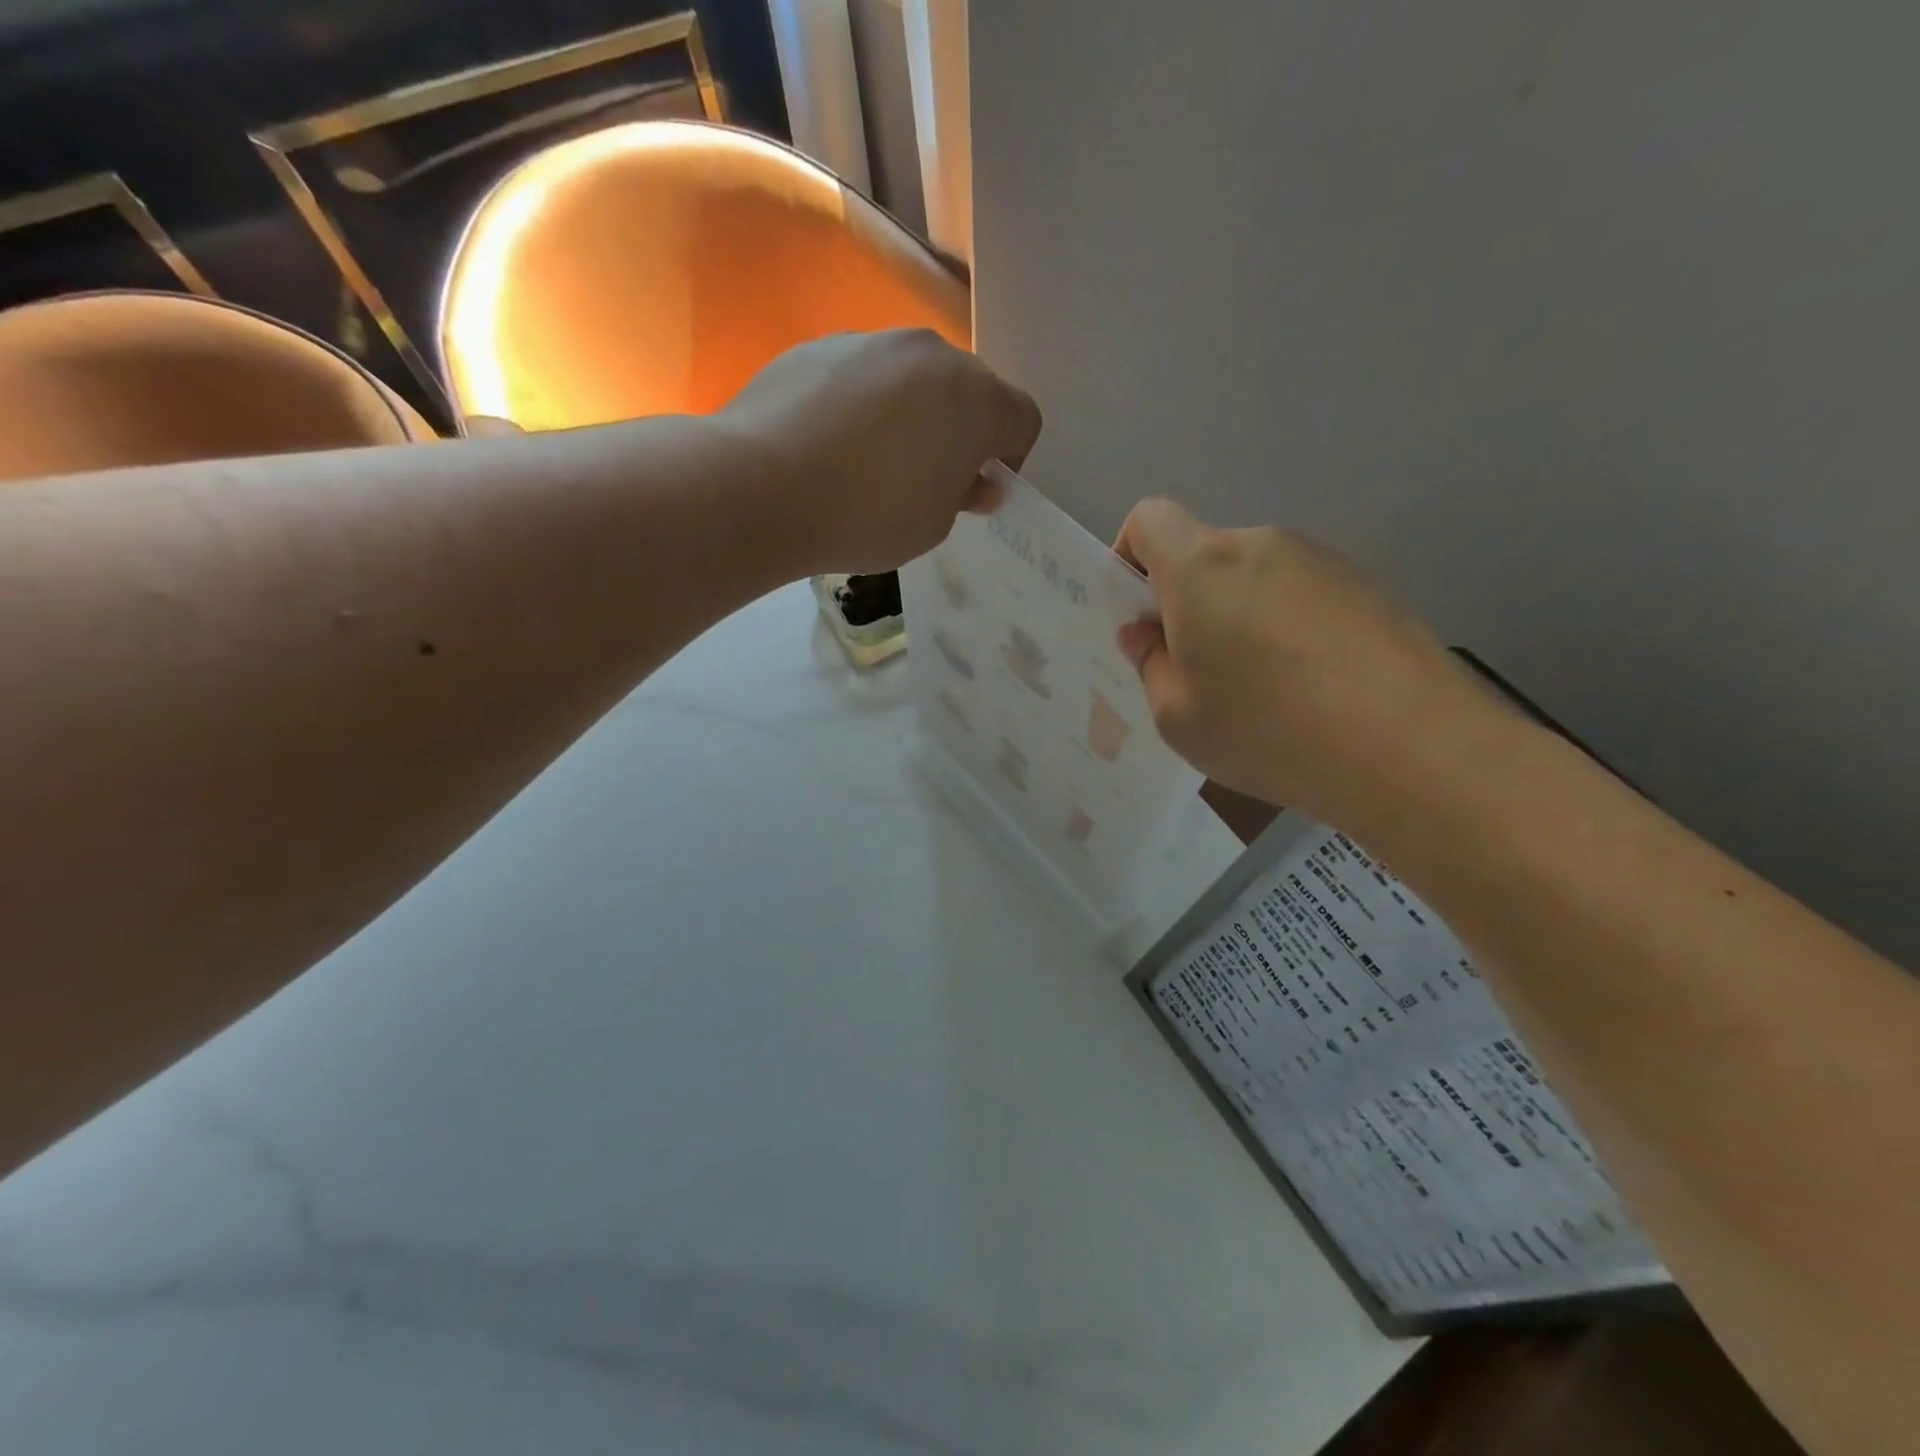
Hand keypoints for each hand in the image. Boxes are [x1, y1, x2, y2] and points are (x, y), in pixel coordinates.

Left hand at [717, 329, 1042, 574]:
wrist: (760, 485)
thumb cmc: (867, 515)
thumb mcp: (932, 526)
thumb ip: (964, 496)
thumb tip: (977, 482)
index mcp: (975, 399)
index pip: (1023, 419)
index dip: (1011, 458)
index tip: (977, 490)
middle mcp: (931, 354)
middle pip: (967, 391)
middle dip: (959, 432)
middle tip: (925, 480)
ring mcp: (872, 342)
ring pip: (912, 379)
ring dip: (910, 414)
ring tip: (869, 463)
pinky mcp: (820, 345)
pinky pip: (862, 376)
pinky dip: (860, 404)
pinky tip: (828, 445)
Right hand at [1113, 498, 1503, 830]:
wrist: (1412, 749)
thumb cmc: (1267, 730)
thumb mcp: (1177, 716)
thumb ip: (1150, 664)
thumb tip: (1147, 634)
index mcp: (1201, 566)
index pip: (1149, 518)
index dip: (1129, 556)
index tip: (1139, 614)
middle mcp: (1261, 546)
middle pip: (1205, 556)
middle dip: (1187, 603)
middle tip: (1196, 672)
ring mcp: (1322, 562)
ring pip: (1254, 579)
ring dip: (1239, 619)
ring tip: (1261, 691)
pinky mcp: (1368, 588)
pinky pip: (1301, 598)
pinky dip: (1287, 630)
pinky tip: (1310, 690)